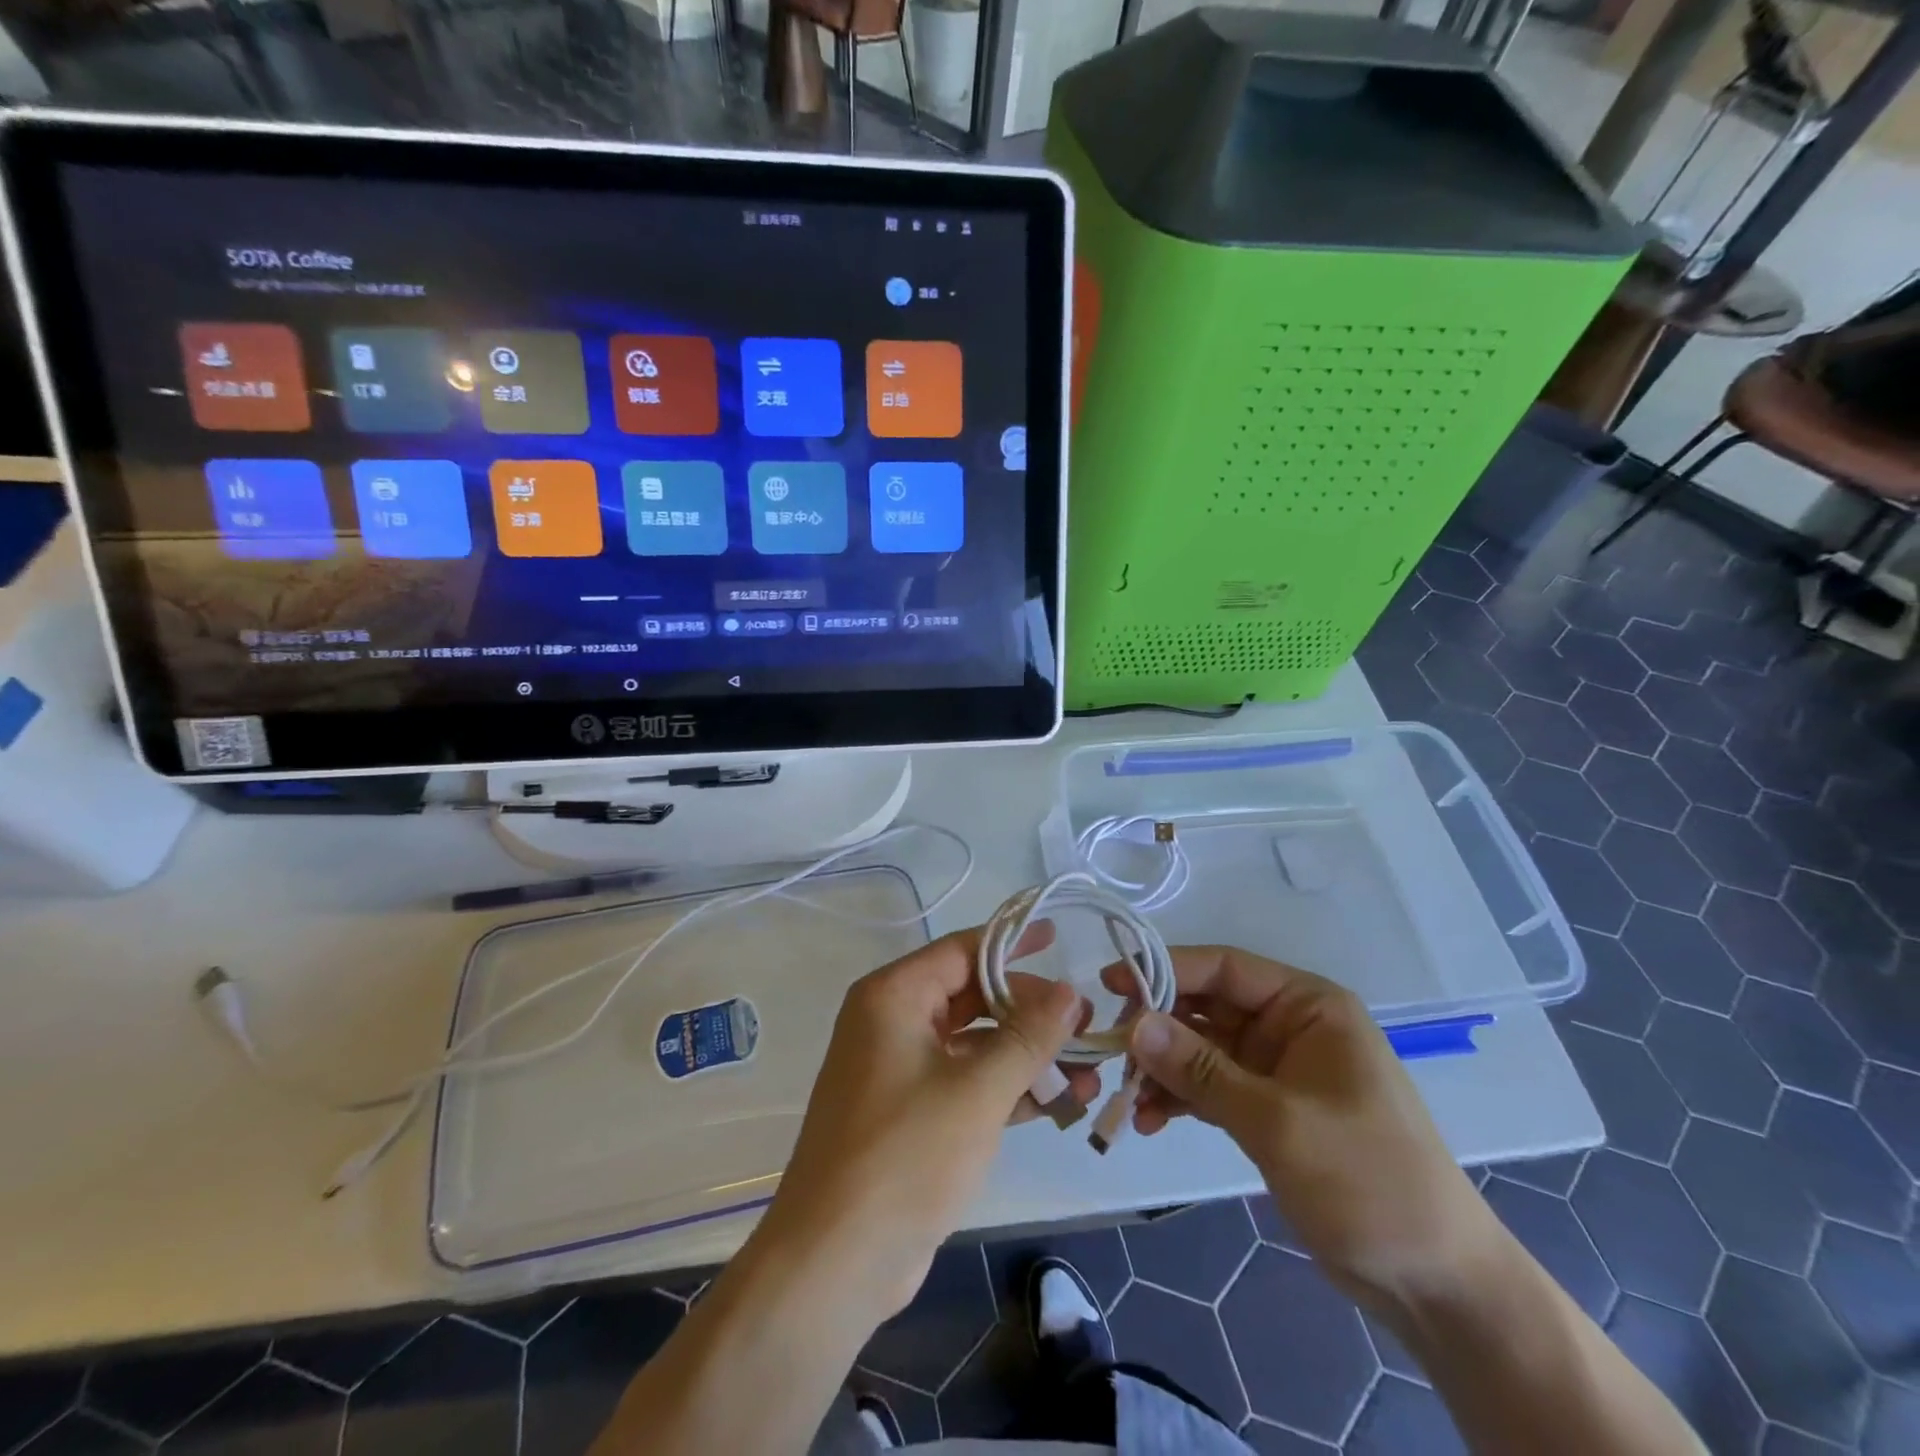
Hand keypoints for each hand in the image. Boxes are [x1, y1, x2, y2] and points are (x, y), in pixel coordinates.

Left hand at [757, 926, 1097, 1320]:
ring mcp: (900, 1070)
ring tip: (1088, 1068)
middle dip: (1030, 1011)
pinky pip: (967, 1083)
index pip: (962, 951)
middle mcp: (893, 1022)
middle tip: (1086, 1021)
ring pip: (975, 1044)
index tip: (1058, 938)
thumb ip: (1029, 1037)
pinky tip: (1060, 1102)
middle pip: (972, 996)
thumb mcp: (978, 1090)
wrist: (835, 1261)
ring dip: (1028, 1056)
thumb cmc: (906, 1155)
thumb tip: (1070, 991)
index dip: (1012, 943)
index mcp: (894, 997)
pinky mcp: (912, 1113)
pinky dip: (1008, 1089)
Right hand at [1108, 947, 1496, 1315]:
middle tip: (1112, 1051)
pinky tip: (1151, 1121)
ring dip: (1164, 1069)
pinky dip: (1181, 1099)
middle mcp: (1290, 1026)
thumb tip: (1133, 1024)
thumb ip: (1200, 1070)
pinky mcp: (1269, 1109)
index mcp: (1308, 1006)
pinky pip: (1211, 1087)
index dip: (1165, 969)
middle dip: (1159, 1027)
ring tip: (1128, 1097)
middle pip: (1207, 1006)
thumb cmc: (1368, 1181)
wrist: (1437, 1283)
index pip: (1224, 968)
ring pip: (1202, 1049)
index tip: (1111, 983)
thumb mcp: (1278, 1122)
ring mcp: (1278, 1069)